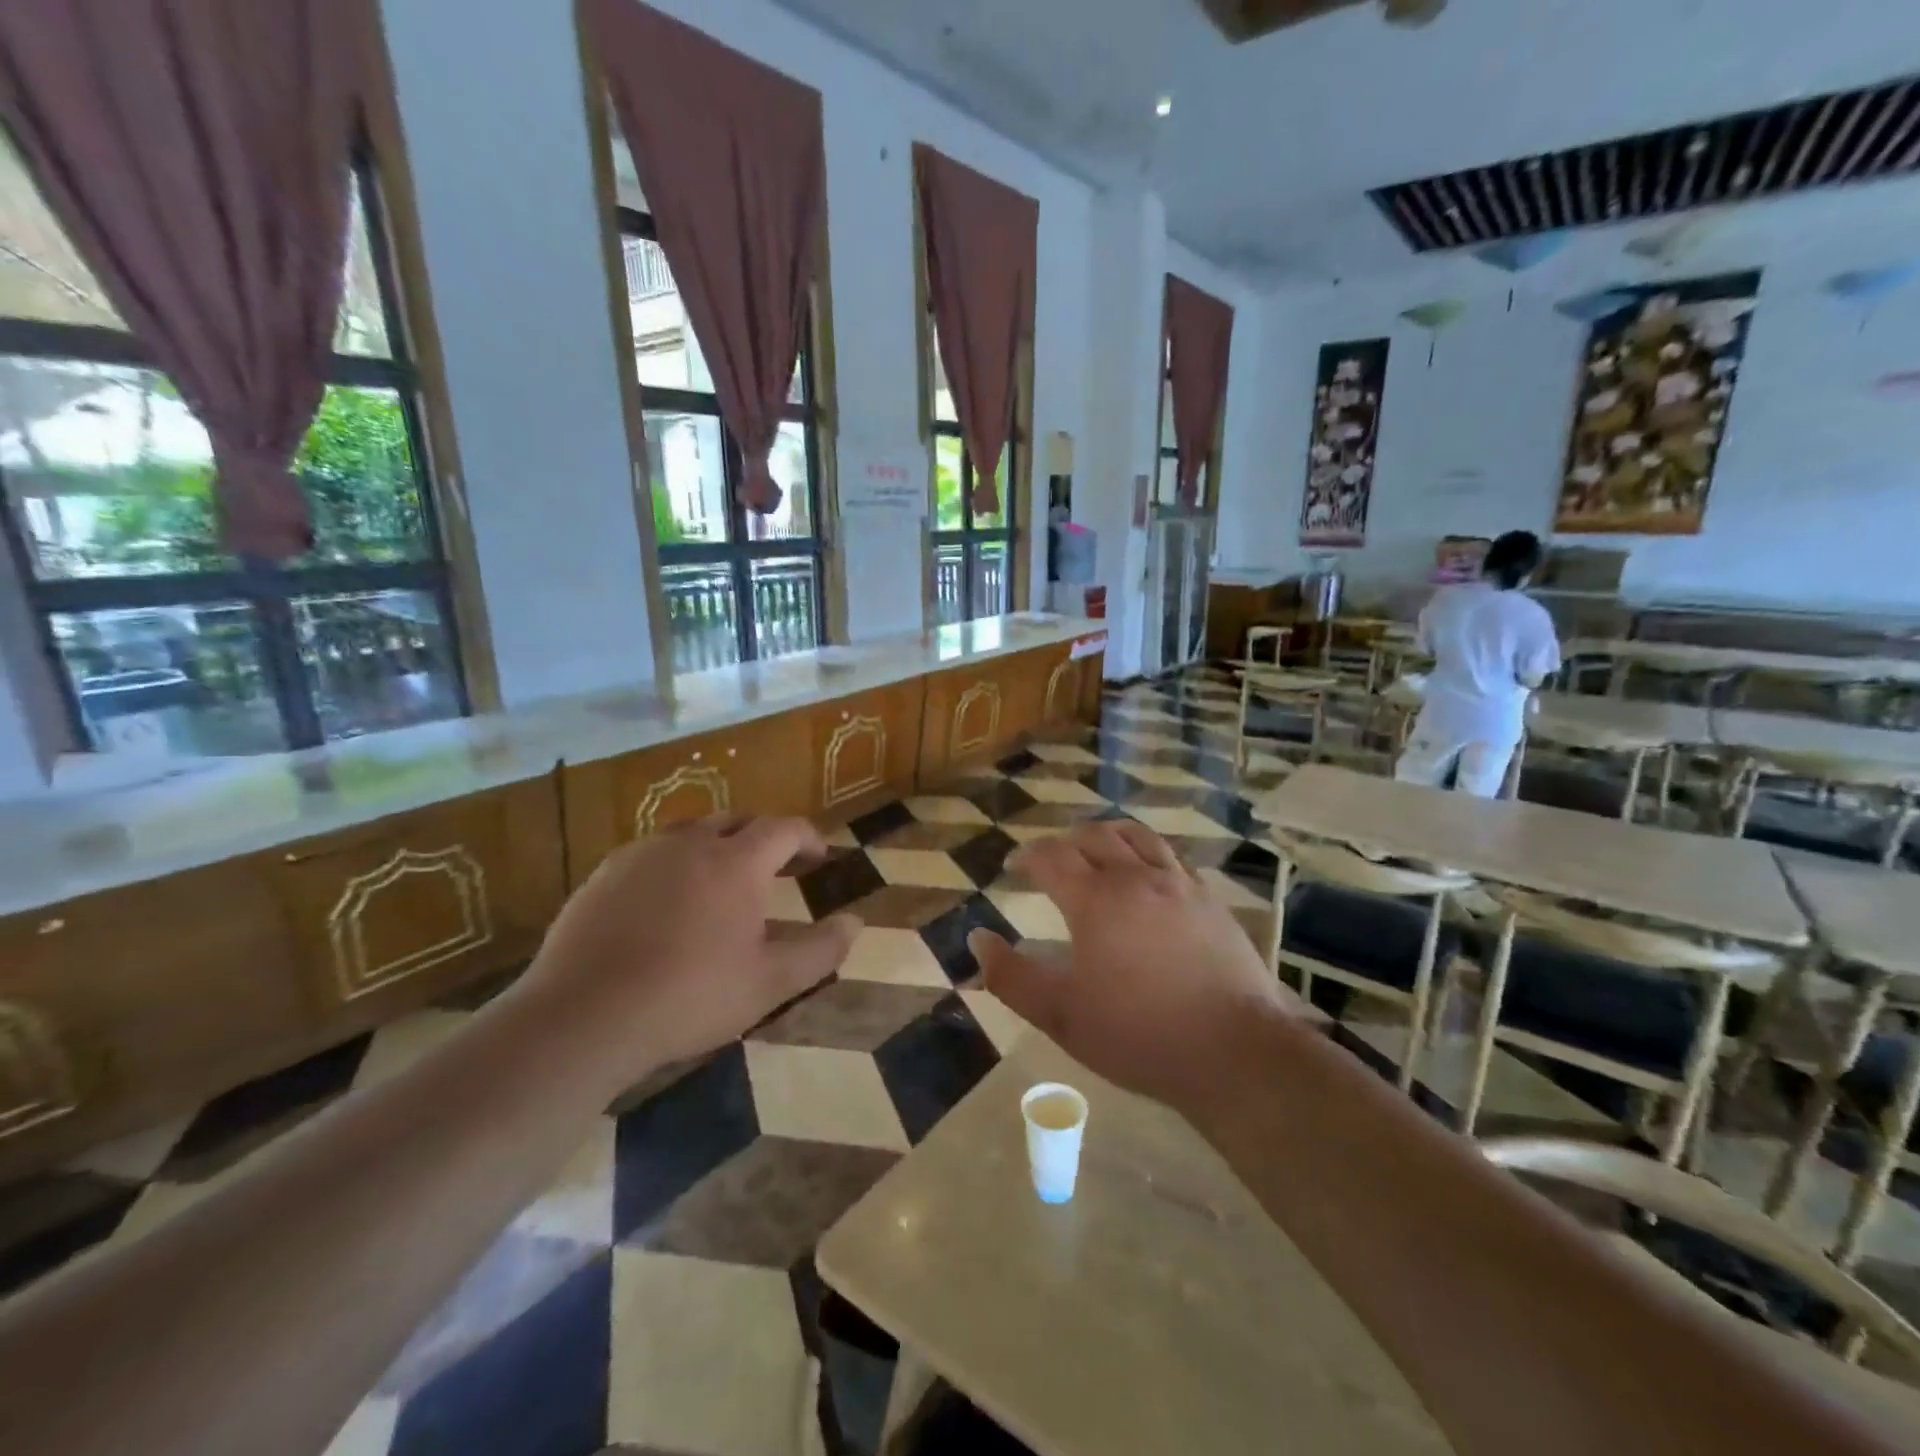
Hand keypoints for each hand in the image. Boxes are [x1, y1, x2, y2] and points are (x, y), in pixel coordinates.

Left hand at [511, 817, 858, 1092]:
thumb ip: (820, 950)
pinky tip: (667, 899)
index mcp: (737, 862)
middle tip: (776, 864)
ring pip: (691, 832)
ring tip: (722, 878)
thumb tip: (856, 922)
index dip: (808, 837)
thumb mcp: (770, 982)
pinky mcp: (604, 873)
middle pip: (737, 821)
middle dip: (763, 836)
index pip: (784, 829)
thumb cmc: (691, 997)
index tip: (820, 855)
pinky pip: (652, 853)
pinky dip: (674, 863)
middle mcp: (692, 843)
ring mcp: (643, 854)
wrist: (584, 1016)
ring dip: (717, 844)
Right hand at [968, 820, 1301, 1111]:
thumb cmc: (1137, 1034)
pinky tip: (1149, 876)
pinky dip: (1149, 855)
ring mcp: (1179, 884)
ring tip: (1097, 848)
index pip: (1051, 857)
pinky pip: (1173, 859)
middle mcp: (1136, 878)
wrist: (1232, 1050)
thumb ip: (1011, 976)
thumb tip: (977, 938)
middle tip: (1051, 858)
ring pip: (1138, 837)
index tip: (1013, 866)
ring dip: (1108, 835)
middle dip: (1065, 841)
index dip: (1027, 856)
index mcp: (1095, 900)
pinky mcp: (1211, 900)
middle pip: (1094, 836)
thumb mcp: (1060, 1015)